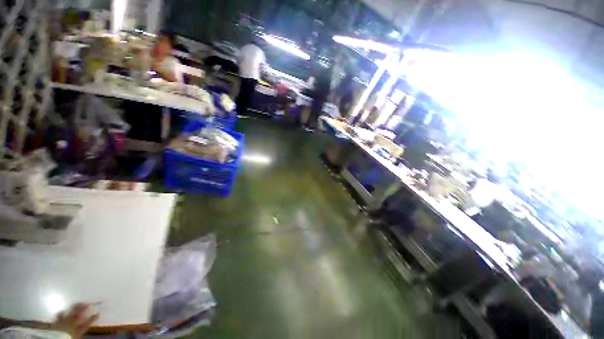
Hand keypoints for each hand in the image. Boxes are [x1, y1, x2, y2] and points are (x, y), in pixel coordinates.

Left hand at [52, 303, 98, 338]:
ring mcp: (63, 321)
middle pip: (78, 313)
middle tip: (87, 303)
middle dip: (83, 307)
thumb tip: (87, 324)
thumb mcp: (77, 335)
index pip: (88, 323)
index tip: (98, 313)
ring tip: (76, 304)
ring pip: (69, 312)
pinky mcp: (57, 321)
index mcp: (78, 328)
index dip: (93, 318)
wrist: (55, 338)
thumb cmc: (69, 338)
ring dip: (73, 308)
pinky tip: (61, 310)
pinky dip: (61, 313)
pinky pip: (59, 315)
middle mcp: (72, 322)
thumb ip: (81, 330)